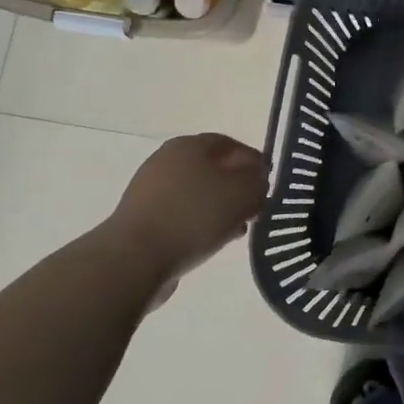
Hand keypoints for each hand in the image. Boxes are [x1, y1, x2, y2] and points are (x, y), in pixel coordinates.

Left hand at [98, 134, 268, 290]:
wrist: (135, 259)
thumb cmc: (194, 216)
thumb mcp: (242, 193)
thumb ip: (257, 179)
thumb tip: (257, 177)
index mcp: (189, 145)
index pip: (230, 144)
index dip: (253, 162)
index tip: (268, 184)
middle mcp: (166, 160)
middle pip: (212, 169)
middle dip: (236, 188)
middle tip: (255, 208)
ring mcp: (150, 191)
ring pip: (197, 194)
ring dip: (219, 209)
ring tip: (236, 229)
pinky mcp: (142, 219)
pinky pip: (181, 216)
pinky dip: (199, 224)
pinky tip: (211, 242)